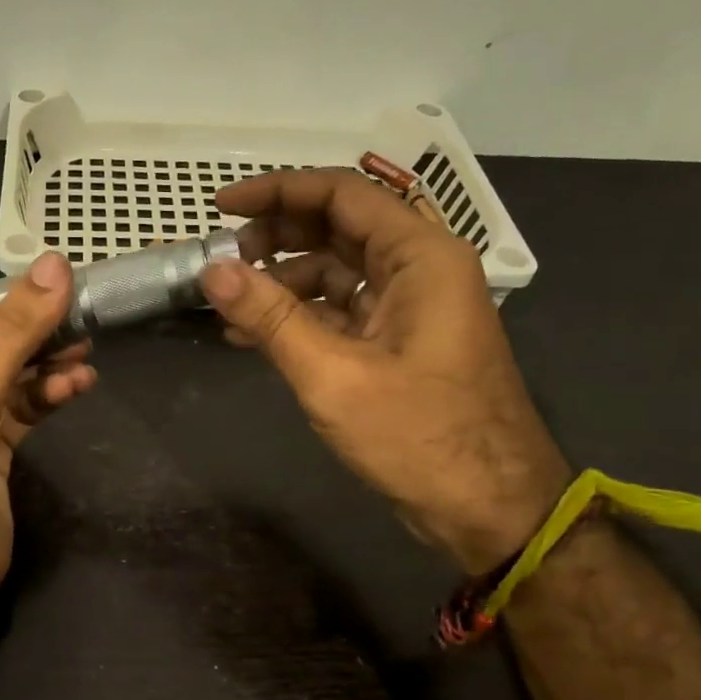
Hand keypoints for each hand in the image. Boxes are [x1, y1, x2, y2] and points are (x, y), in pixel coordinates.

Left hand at [0, 253, 97, 620]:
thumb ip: (14, 332)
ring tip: (86, 350)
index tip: (40, 289)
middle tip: (77, 315)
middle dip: (28, 332)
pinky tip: (79, 385)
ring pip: (5, 376)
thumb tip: (56, 265)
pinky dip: (47, 395)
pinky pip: (19, 409)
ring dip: (45, 363)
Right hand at [200, 169, 569, 572]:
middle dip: (277, 237)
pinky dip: (300, 317)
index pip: (342, 194)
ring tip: (231, 308)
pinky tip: (255, 336)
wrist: (488, 508)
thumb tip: (212, 270)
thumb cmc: (417, 436)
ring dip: (283, 282)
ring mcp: (411, 308)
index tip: (220, 206)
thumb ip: (271, 317)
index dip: (277, 191)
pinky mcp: (398, 344)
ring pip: (337, 270)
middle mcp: (420, 269)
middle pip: (339, 227)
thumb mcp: (333, 374)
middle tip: (225, 262)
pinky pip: (342, 311)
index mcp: (421, 257)